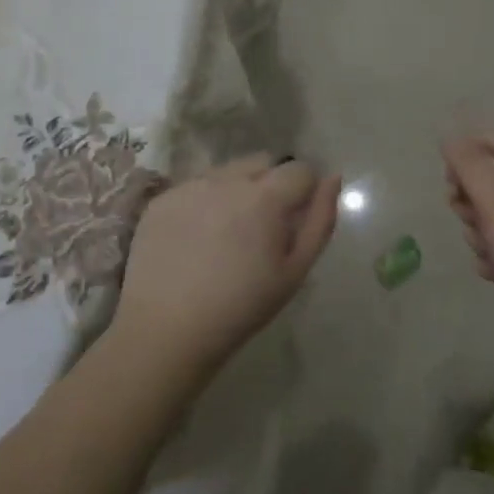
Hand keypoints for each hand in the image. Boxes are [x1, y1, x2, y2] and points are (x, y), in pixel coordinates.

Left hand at [118, 154, 340, 370]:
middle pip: (263, 162)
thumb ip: (320, 220)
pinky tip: (197, 239)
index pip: (300, 170)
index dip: (305, 193)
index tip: (295, 222)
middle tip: (263, 227)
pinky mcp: (162, 200)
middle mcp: (226, 180)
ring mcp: (190, 186)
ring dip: (238, 189)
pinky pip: (196, 187)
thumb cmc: (241, 307)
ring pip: (227, 171)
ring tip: (228, 233)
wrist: (166, 331)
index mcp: (264, 196)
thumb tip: (332, 179)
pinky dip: (205, 202)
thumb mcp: (294, 271)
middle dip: (272, 184)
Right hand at [444, 134, 493, 353]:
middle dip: (469, 203)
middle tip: (472, 218)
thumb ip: (470, 167)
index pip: (491, 145)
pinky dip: (492, 260)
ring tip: (493, 252)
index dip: (465, 156)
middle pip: (484, 185)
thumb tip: (449, 135)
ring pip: (486, 220)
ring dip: (479, 236)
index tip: (450, 180)